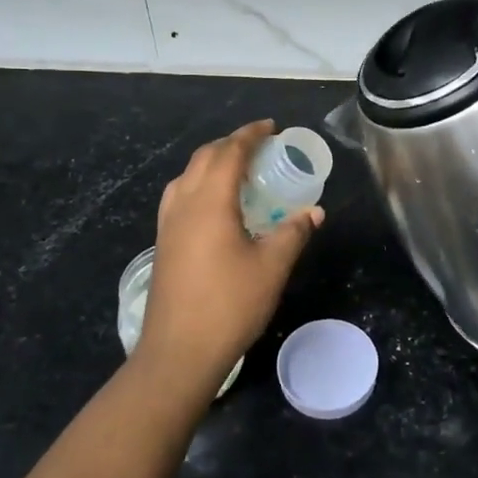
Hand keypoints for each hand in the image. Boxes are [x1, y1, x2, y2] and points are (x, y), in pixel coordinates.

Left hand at [135, 121, 322, 392]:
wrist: (178, 351)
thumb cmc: (229, 305)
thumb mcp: (272, 267)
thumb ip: (293, 232)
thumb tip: (314, 212)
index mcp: (210, 201)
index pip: (230, 152)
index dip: (251, 134)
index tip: (271, 126)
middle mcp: (184, 203)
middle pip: (205, 157)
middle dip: (232, 144)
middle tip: (260, 146)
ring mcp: (168, 223)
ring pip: (188, 175)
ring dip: (212, 162)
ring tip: (239, 171)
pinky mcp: (163, 242)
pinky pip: (180, 196)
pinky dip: (200, 184)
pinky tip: (215, 205)